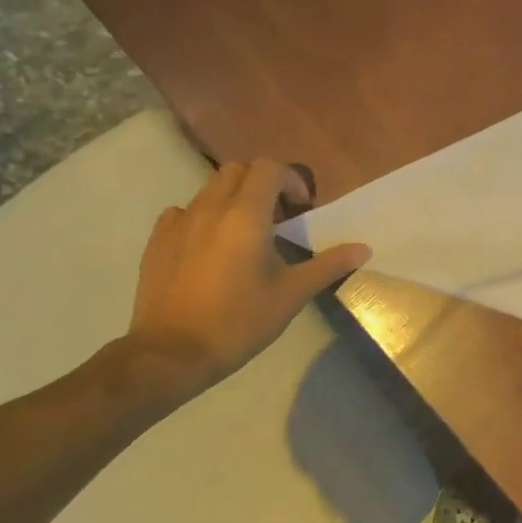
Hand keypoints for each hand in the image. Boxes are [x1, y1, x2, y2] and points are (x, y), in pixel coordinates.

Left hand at [125, 158, 370, 395]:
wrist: (172, 354)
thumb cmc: (239, 321)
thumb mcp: (291, 295)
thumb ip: (328, 265)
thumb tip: (364, 248)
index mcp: (246, 215)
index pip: (270, 168)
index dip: (290, 181)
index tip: (301, 210)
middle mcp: (211, 207)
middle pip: (238, 171)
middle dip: (262, 185)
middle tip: (277, 218)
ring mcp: (179, 222)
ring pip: (210, 189)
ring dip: (233, 199)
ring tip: (244, 235)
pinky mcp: (157, 240)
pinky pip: (183, 212)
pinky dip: (202, 217)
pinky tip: (209, 248)